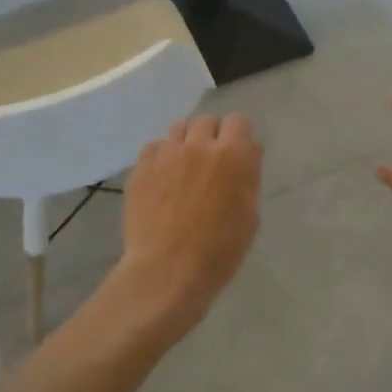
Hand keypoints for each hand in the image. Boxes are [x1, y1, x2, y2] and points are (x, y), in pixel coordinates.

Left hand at [114, 113, 262, 336]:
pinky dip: (162, 155)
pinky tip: (164, 177)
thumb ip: (249, 177)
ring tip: (186, 164)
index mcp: (231, 155)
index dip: (240, 134)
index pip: (239, 120)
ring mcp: (166, 154)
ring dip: (187, 140)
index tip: (239, 151)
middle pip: (207, 120)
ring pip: (179, 128)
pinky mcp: (141, 168)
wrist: (167, 271)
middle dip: (213, 134)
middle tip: (213, 159)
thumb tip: (248, 152)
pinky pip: (154, 147)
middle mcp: (198, 145)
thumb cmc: (219, 251)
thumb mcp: (249, 216)